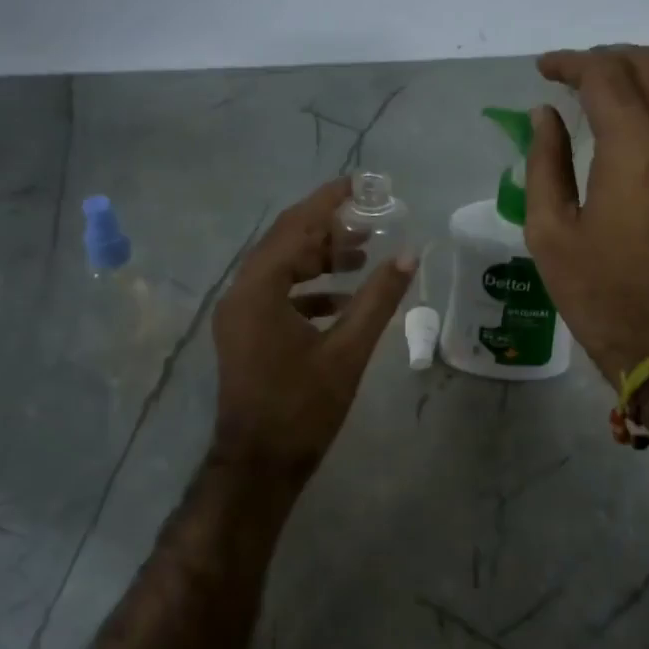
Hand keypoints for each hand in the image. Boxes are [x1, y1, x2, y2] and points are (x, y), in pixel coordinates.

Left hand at [211, 179, 416, 476]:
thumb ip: (378, 299)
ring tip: (362, 254)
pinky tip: (343, 298)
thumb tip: (409, 254)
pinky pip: (277, 294)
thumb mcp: (347, 351)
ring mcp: (239, 314)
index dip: (329, 201)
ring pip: (281, 268)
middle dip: (327, 228)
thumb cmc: (303, 408)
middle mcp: (240, 293)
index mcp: (259, 290)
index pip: (296, 227)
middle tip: (370, 221)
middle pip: (285, 242)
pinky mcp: (245, 333)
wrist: (260, 465)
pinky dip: (309, 289)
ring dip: (319, 258)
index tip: (362, 183)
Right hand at [524, 45, 648, 379]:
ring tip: (603, 90)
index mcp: (631, 147)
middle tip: (568, 77)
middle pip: (645, 66)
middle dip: (603, 60)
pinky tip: (638, 118)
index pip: (604, 75)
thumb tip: (545, 115)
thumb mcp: (549, 230)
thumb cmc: (597, 290)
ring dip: (637, 73)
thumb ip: (544, 162)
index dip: (570, 64)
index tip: (542, 70)